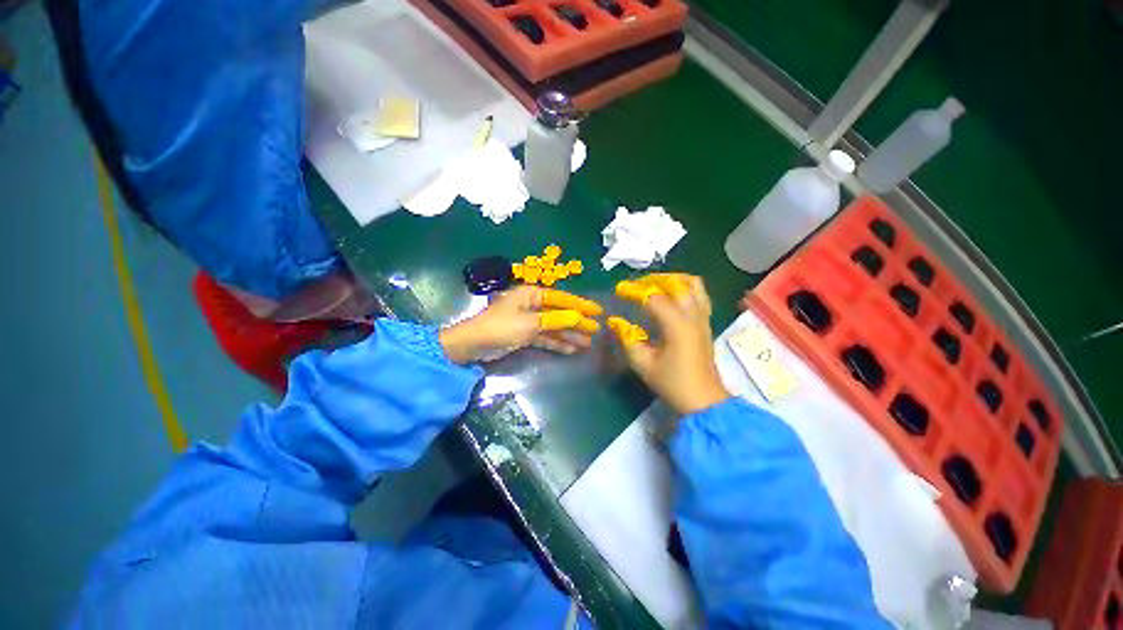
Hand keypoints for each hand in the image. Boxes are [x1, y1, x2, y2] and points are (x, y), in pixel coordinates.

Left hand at [440, 285, 602, 363]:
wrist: (473, 345)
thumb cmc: (501, 328)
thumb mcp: (530, 324)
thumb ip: (556, 320)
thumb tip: (579, 317)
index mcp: (532, 294)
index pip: (562, 298)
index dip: (581, 305)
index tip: (597, 311)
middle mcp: (532, 305)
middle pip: (559, 313)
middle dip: (577, 323)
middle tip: (596, 330)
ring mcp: (529, 321)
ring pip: (554, 327)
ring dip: (569, 335)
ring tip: (587, 343)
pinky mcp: (525, 335)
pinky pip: (545, 337)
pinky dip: (557, 343)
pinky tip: (571, 349)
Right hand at [608, 274, 730, 414]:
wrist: (704, 400)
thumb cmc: (673, 383)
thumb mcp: (643, 363)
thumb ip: (628, 339)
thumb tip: (615, 321)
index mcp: (677, 325)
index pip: (654, 297)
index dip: (635, 291)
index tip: (619, 290)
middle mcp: (693, 315)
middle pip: (677, 283)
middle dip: (654, 280)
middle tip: (637, 285)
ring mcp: (703, 318)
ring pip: (694, 285)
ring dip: (673, 279)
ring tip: (655, 285)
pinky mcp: (706, 323)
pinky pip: (699, 294)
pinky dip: (684, 288)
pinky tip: (671, 297)